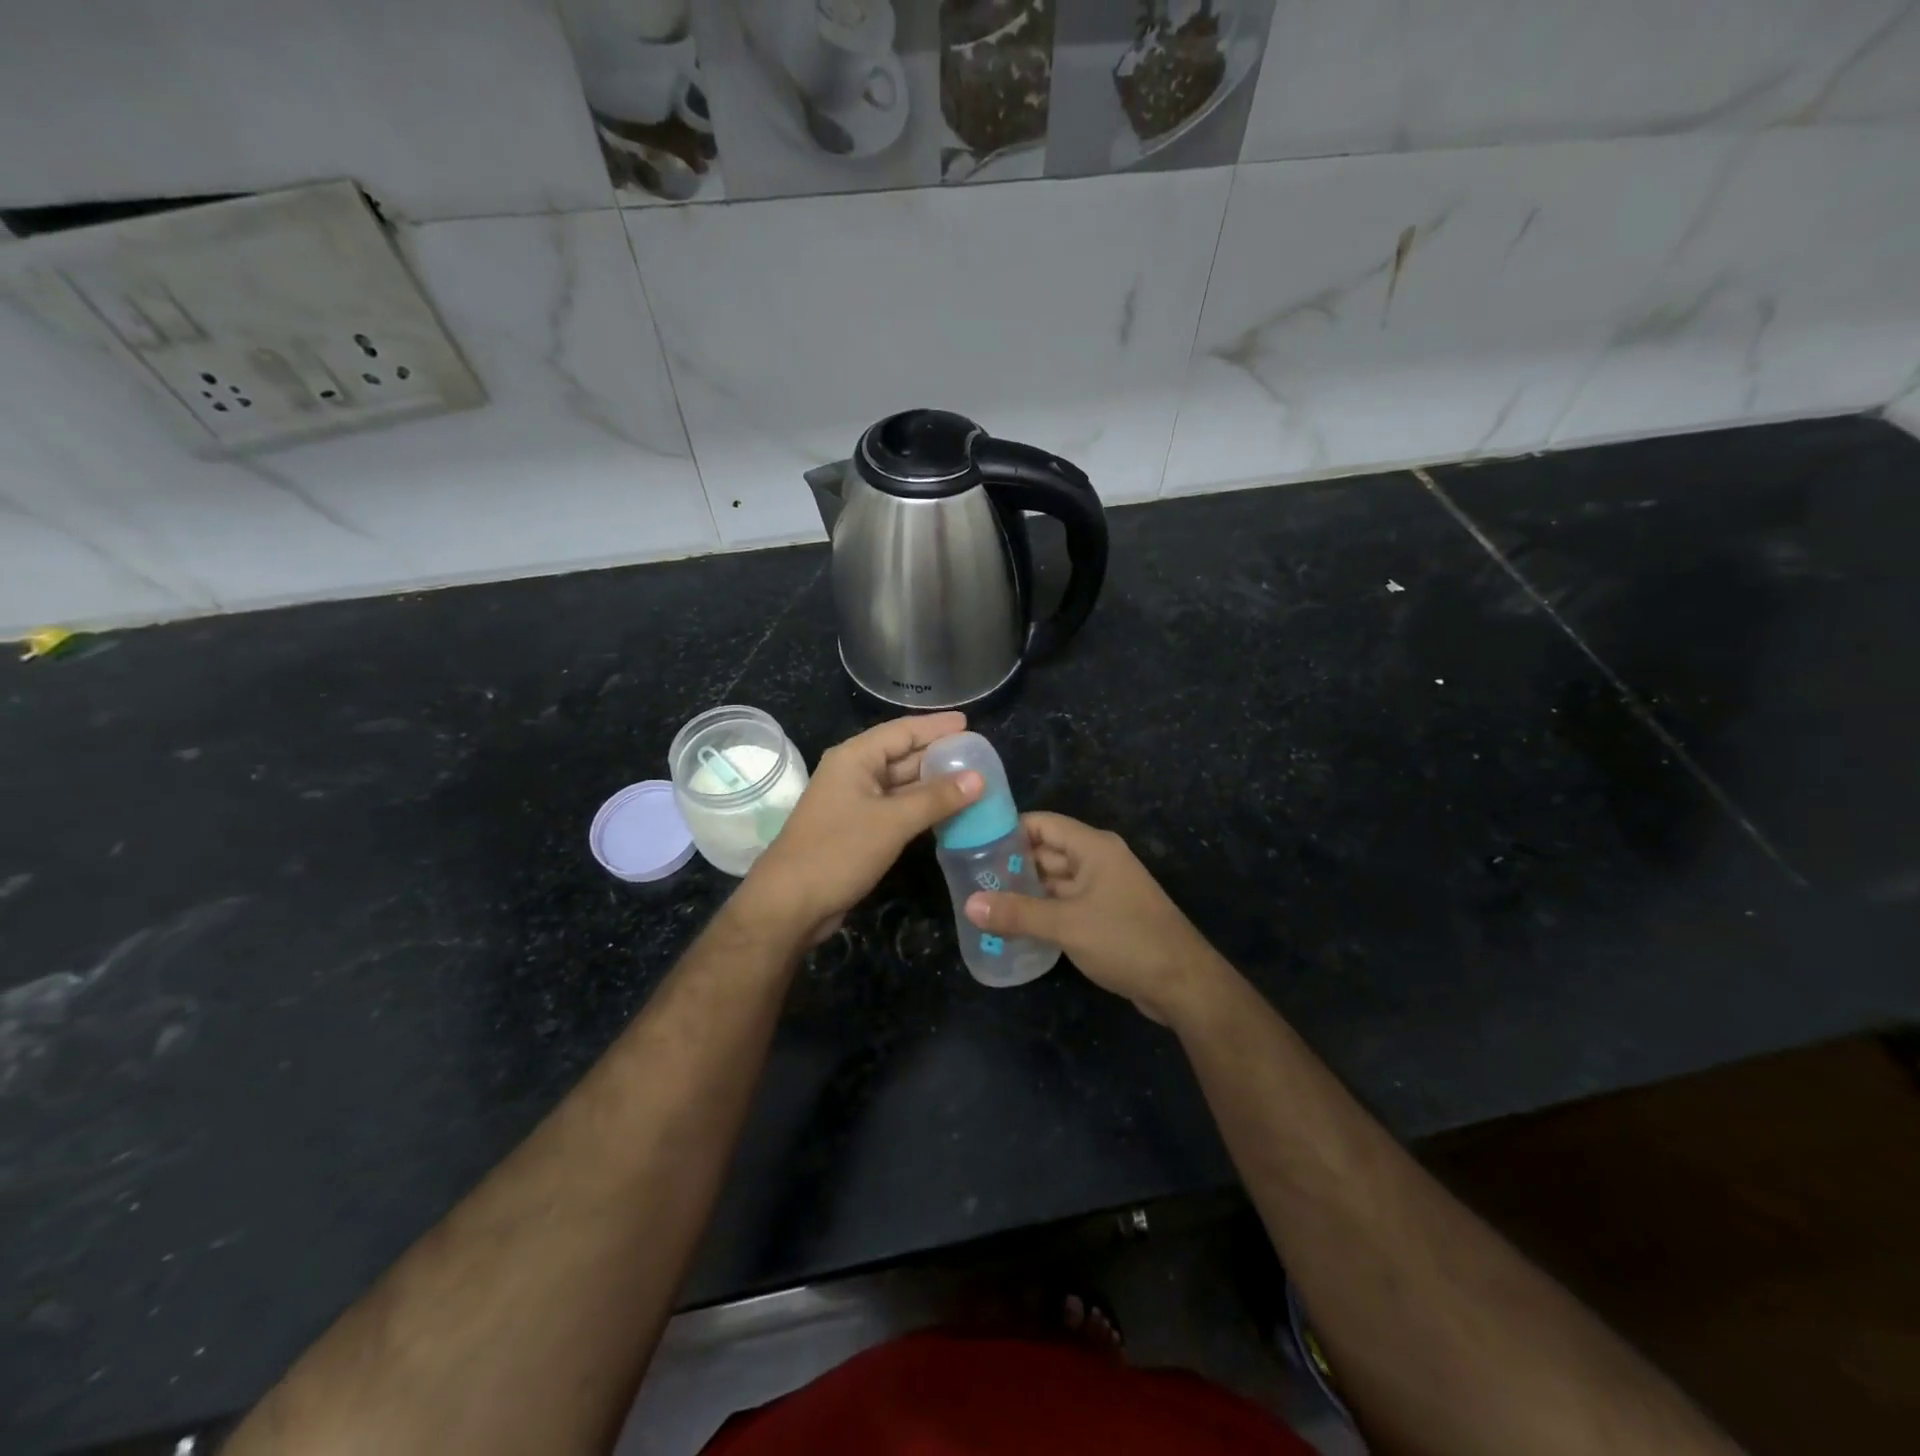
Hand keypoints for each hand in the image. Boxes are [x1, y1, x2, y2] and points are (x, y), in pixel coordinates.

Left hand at [737, 712, 983, 945]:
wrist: (791, 903)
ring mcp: (854, 802)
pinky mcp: (858, 829)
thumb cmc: (838, 851)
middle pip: (902, 755)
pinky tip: (948, 812)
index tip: (969, 723)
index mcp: (855, 758)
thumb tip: (979, 778)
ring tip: (972, 781)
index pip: (902, 731)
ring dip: (933, 785)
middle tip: (978, 755)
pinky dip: (921, 808)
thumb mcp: (892, 821)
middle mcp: (853, 773)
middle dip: (938, 755)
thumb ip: (936, 798)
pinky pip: (896, 809)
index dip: (936, 727)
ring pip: (901, 785)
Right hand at [963, 813, 1231, 1025]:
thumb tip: (969, 904)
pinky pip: (1065, 904)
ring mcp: (1102, 889)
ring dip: (1024, 891)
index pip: (1042, 823)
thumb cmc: (1126, 940)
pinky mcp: (1104, 916)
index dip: (1008, 829)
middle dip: (1011, 865)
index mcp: (1093, 847)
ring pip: (1054, 881)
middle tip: (969, 879)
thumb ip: (1017, 913)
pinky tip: (1013, 926)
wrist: (1182, 983)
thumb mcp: (1066, 925)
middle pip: (1045, 852)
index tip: (973, 843)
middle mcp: (1097, 861)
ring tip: (982, 903)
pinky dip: (1041, 911)